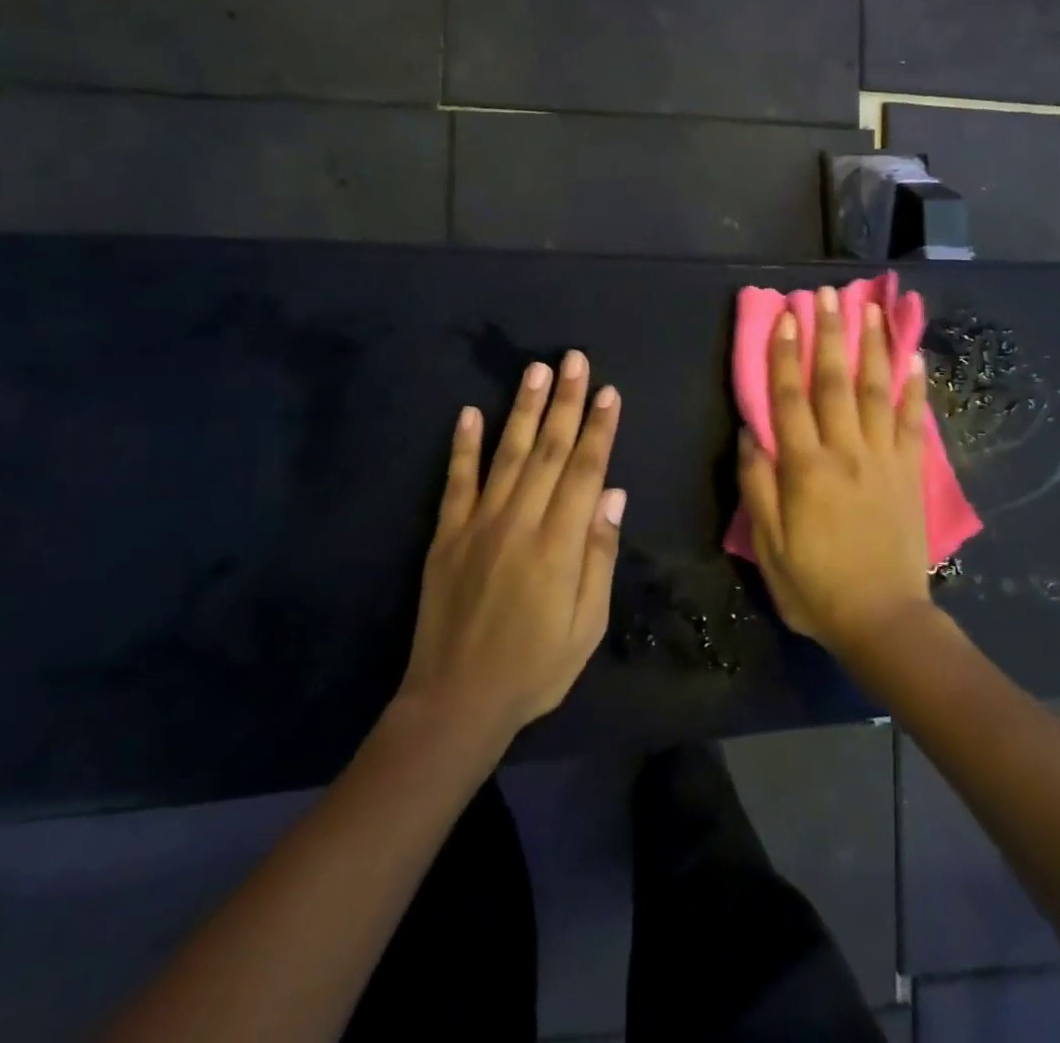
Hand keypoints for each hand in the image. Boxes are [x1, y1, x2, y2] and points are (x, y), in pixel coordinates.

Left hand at [399, 352, 624, 742]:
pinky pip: (456, 481)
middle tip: (574, 359)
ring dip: (523, 409)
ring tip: (535, 369)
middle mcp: (519, 522)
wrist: (456, 702)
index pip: (584, 471)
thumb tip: (613, 495)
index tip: (608, 392)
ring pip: (506, 454)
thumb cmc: (535, 668)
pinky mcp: (446, 535)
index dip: (598, 428)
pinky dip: (462, 445)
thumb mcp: (587, 626)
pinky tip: (468, 412)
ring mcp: (477, 525)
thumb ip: (599, 557)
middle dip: (565, 401)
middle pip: (548, 450)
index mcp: (558, 545)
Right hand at [737, 288, 933, 652]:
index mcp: (805, 468)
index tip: (785, 317)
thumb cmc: (815, 586)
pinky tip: (914, 359)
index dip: (784, 355)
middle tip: (827, 294)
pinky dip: (915, 389)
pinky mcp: (911, 473)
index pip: (789, 399)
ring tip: (870, 309)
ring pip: (877, 391)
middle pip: (835, 382)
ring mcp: (884, 459)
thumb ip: (756, 485)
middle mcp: (846, 452)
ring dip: (873, 348)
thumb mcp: (768, 544)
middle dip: (830, 334)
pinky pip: (914, 422)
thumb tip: (749, 432)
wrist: (883, 620)